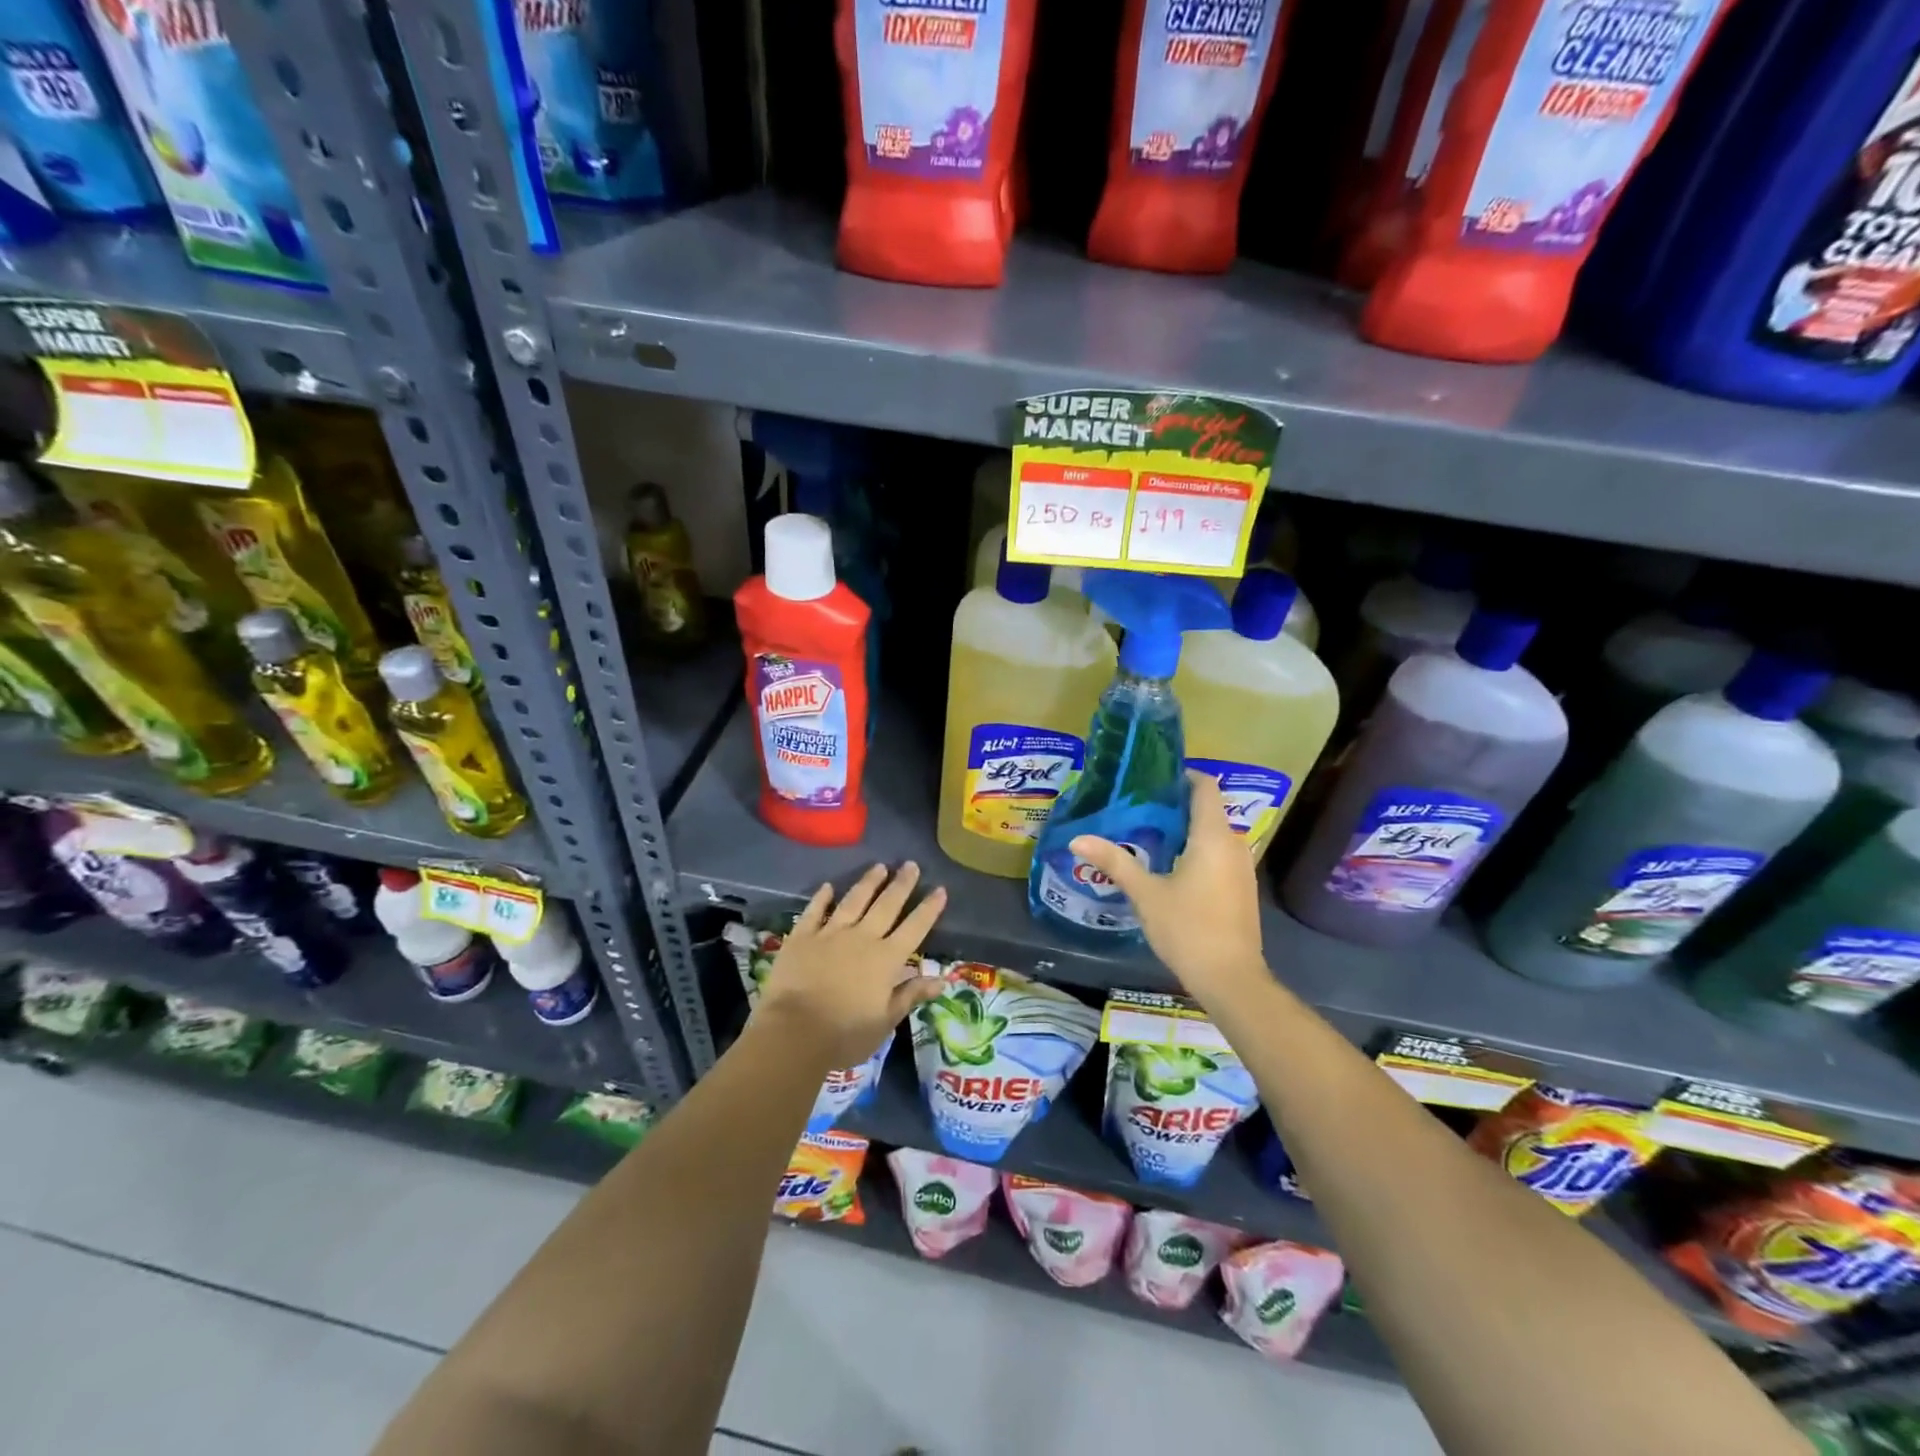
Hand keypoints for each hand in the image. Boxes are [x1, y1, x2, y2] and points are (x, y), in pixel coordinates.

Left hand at [754, 861, 947, 1069]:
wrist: (793, 1033)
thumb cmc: (844, 1035)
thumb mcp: (885, 1021)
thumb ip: (911, 995)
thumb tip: (941, 980)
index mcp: (886, 959)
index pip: (914, 928)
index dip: (928, 909)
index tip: (940, 889)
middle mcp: (862, 938)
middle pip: (886, 905)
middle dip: (901, 884)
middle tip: (911, 864)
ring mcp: (830, 934)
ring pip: (854, 901)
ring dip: (868, 883)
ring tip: (879, 867)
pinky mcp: (801, 937)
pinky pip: (814, 911)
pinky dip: (822, 898)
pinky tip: (828, 887)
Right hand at [1070, 771, 1267, 1011]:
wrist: (1230, 979)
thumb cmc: (1188, 929)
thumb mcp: (1145, 894)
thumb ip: (1114, 862)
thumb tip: (1077, 839)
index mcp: (1213, 836)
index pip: (1206, 786)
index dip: (1182, 776)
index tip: (1151, 779)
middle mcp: (1233, 844)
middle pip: (1208, 809)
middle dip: (1175, 804)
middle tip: (1137, 806)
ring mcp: (1241, 867)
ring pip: (1213, 833)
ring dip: (1185, 829)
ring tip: (1146, 833)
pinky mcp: (1241, 887)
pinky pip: (1218, 853)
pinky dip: (1196, 849)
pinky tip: (1169, 865)